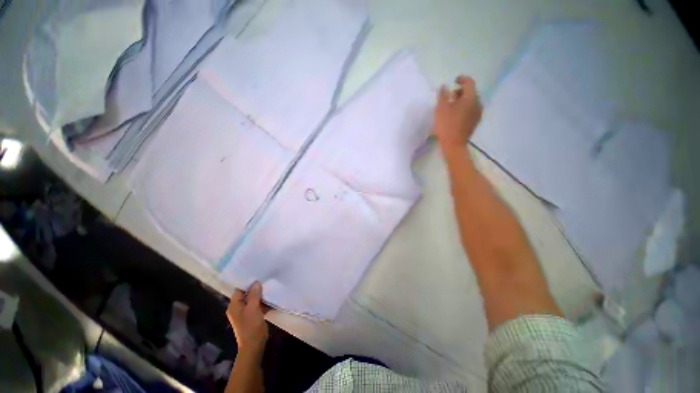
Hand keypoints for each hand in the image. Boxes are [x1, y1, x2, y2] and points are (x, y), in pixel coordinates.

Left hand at [227, 282, 268, 353]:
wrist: (254, 346)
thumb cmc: (251, 326)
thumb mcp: (253, 308)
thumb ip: (254, 294)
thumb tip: (256, 282)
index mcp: (234, 306)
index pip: (239, 289)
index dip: (248, 283)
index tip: (258, 276)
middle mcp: (238, 308)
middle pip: (246, 294)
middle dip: (256, 288)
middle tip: (266, 279)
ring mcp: (245, 313)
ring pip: (253, 299)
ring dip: (260, 295)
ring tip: (270, 286)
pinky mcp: (252, 317)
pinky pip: (257, 305)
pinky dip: (263, 302)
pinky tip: (271, 298)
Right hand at [434, 75, 482, 149]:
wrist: (454, 144)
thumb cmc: (446, 125)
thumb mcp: (441, 108)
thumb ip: (443, 95)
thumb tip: (444, 86)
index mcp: (471, 97)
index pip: (469, 82)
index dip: (462, 79)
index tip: (454, 80)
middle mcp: (478, 103)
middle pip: (471, 92)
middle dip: (461, 91)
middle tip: (450, 96)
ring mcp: (478, 113)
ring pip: (471, 101)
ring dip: (462, 100)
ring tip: (451, 106)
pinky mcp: (475, 122)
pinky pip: (471, 109)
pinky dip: (464, 108)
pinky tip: (456, 115)